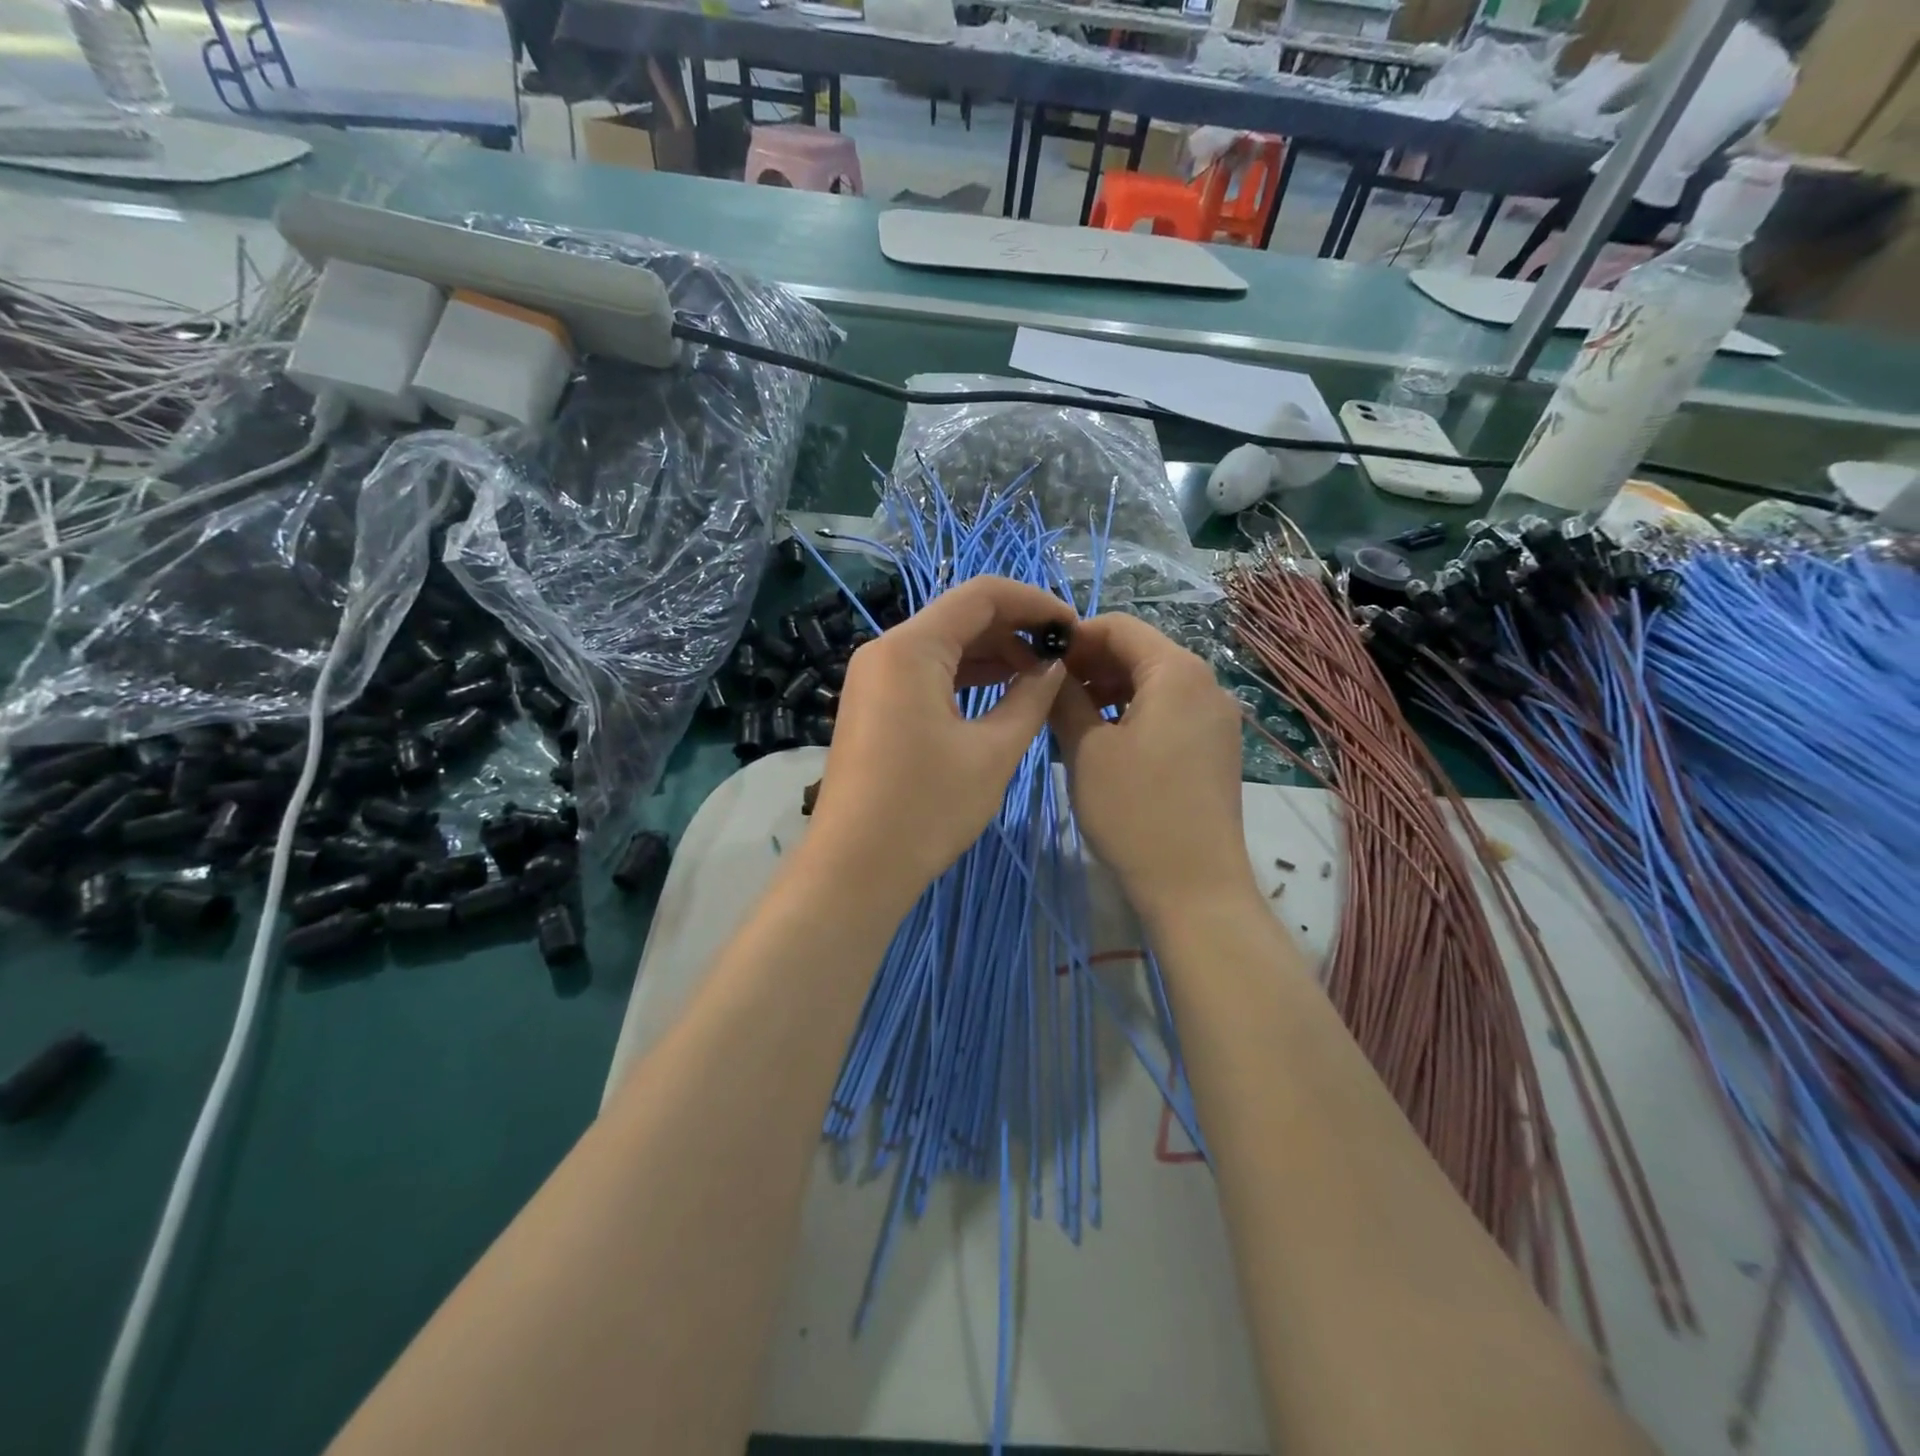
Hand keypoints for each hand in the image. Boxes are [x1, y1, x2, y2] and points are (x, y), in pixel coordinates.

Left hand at [804, 576, 1073, 911]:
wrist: (855, 867)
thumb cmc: (927, 807)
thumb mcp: (993, 751)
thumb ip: (1031, 697)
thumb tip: (1053, 665)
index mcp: (911, 647)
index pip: (982, 594)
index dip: (1034, 602)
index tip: (1073, 627)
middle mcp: (886, 649)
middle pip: (961, 616)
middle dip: (1015, 629)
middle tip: (1062, 656)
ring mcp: (874, 677)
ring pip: (944, 645)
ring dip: (993, 654)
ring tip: (1040, 677)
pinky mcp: (874, 704)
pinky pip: (926, 673)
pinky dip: (965, 677)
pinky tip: (1001, 692)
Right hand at [1051, 613, 1255, 924]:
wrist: (1195, 886)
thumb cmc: (1135, 812)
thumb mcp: (1086, 750)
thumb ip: (1065, 698)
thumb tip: (1051, 669)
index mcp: (1176, 672)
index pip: (1120, 626)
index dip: (1075, 636)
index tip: (1038, 661)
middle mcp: (1205, 684)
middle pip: (1140, 652)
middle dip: (1091, 664)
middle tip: (1049, 693)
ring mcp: (1215, 717)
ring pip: (1153, 683)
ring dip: (1109, 690)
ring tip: (1070, 718)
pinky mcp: (1215, 747)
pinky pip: (1169, 711)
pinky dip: (1133, 713)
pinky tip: (1104, 741)